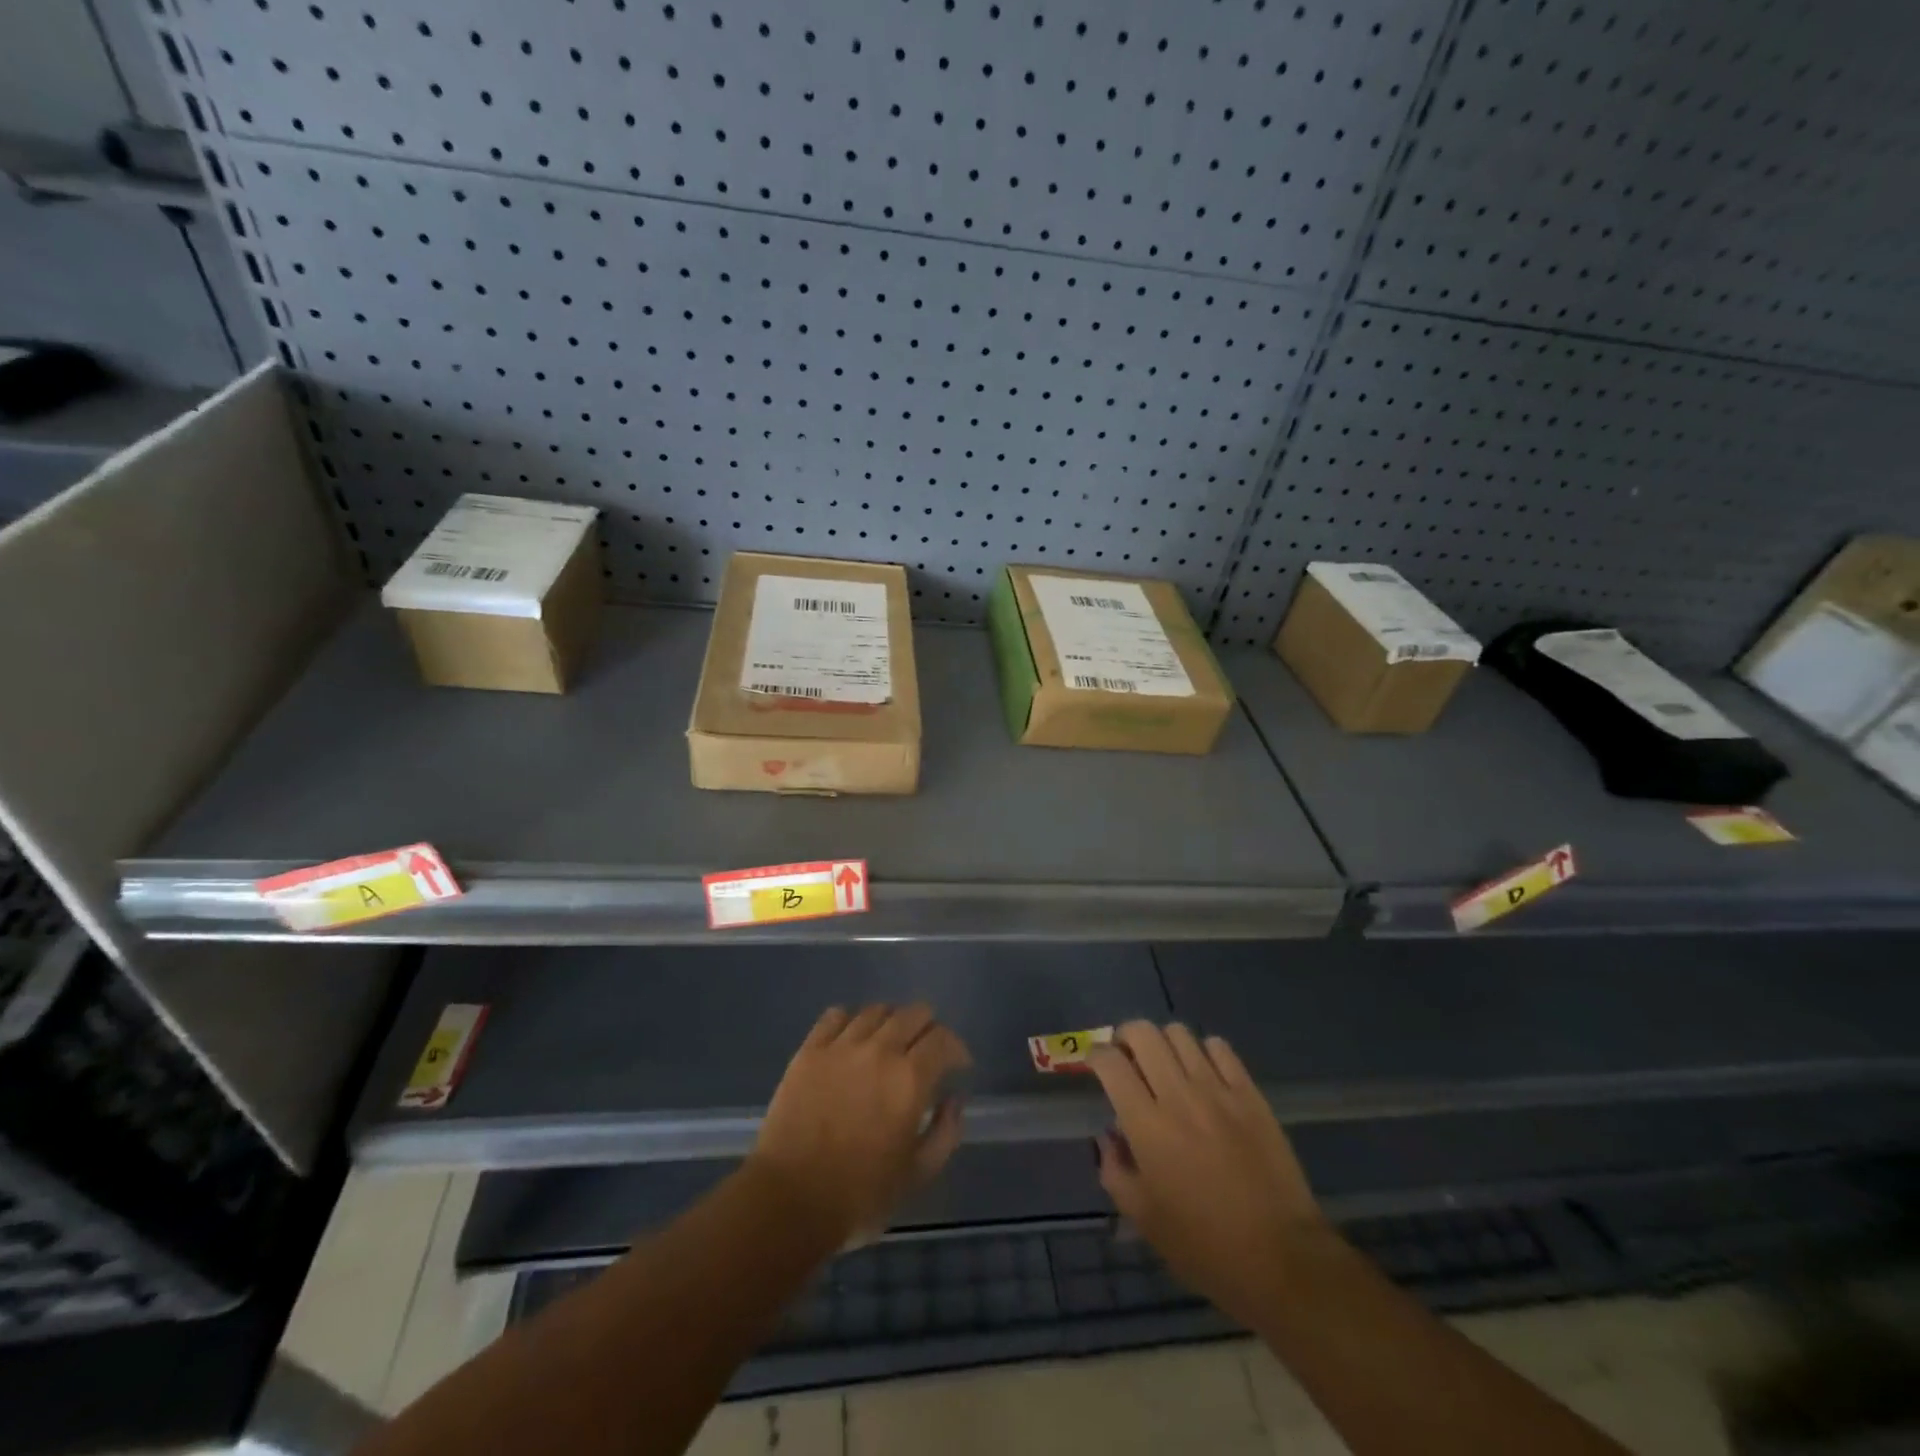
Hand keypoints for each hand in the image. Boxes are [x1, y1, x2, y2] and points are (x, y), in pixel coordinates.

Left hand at [746, 1004, 970, 1246]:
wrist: (790, 1201)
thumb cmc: (860, 1195)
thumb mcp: (917, 1174)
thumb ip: (945, 1132)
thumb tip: (954, 1099)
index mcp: (910, 1079)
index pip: (943, 1039)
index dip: (956, 1049)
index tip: (957, 1065)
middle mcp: (879, 1050)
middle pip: (914, 1013)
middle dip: (928, 1029)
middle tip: (925, 1053)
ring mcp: (841, 1046)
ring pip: (876, 1010)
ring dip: (891, 1022)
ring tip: (889, 1043)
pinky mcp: (809, 1050)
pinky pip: (835, 1015)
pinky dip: (850, 1020)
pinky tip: (851, 1039)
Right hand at [1087, 1021, 1329, 1324]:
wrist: (1282, 1259)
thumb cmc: (1205, 1247)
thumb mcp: (1144, 1218)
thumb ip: (1115, 1169)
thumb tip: (1110, 1136)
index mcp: (1147, 1126)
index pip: (1110, 1063)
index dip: (1096, 1055)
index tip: (1095, 1064)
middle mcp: (1179, 1096)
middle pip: (1143, 1033)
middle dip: (1126, 1037)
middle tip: (1127, 1058)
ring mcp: (1218, 1091)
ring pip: (1180, 1034)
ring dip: (1163, 1042)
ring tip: (1166, 1064)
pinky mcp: (1250, 1094)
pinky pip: (1220, 1048)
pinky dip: (1204, 1051)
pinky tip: (1204, 1073)